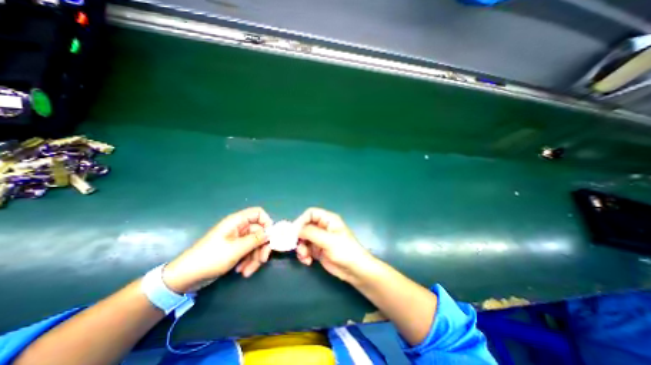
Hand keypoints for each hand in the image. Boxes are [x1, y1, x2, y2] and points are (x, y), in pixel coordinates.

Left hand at [166, 208, 273, 293]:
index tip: (270, 237)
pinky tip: (241, 271)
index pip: (258, 213)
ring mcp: (237, 240)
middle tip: (262, 260)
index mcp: (237, 222)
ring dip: (255, 258)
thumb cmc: (211, 258)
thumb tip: (271, 233)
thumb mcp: (236, 249)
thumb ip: (256, 239)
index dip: (267, 222)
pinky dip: (248, 261)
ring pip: (255, 244)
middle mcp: (239, 228)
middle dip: (261, 247)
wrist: (186, 278)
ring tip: (247, 271)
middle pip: (259, 232)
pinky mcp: (235, 250)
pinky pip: (249, 252)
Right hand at [293, 208, 373, 281]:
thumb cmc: (345, 251)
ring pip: (303, 239)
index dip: (301, 220)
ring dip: (301, 248)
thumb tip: (296, 230)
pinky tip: (308, 261)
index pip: (311, 214)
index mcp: (328, 220)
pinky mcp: (318, 250)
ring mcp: (320, 239)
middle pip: (305, 226)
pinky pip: (306, 249)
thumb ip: (312, 233)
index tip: (294, 232)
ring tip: (304, 257)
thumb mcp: (329, 240)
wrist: (355, 270)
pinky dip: (304, 254)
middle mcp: (323, 227)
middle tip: (297, 247)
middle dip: (299, 237)